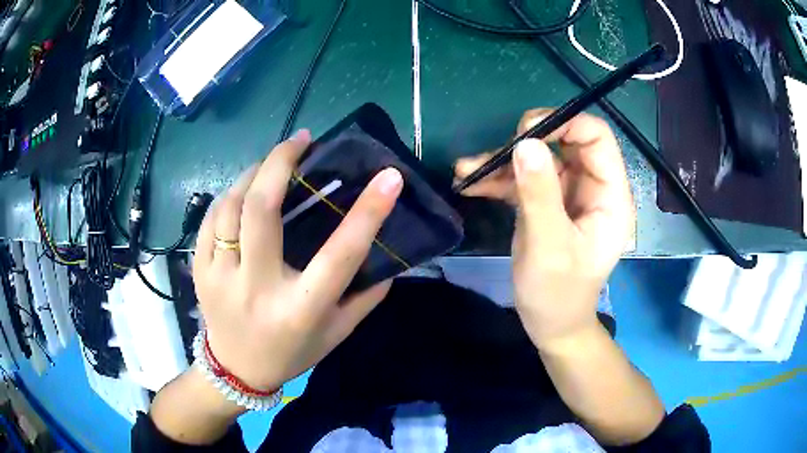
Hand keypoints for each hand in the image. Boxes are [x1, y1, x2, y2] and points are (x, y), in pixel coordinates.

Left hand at [193, 130, 403, 391]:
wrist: (235, 372)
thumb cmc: (290, 354)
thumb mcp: (336, 335)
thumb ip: (365, 299)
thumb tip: (390, 259)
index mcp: (300, 309)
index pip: (339, 254)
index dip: (368, 212)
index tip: (388, 176)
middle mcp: (257, 289)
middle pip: (261, 210)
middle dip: (280, 163)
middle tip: (300, 140)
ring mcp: (220, 278)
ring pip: (230, 207)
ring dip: (253, 175)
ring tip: (272, 162)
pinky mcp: (199, 271)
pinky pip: (211, 220)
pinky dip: (229, 197)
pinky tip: (243, 191)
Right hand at [454, 110, 633, 348]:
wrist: (550, 325)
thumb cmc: (559, 295)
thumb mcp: (549, 248)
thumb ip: (540, 195)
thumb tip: (526, 143)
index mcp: (610, 195)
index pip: (595, 137)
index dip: (564, 123)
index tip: (526, 131)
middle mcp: (592, 187)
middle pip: (564, 140)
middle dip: (527, 141)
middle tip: (495, 154)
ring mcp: (568, 194)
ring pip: (539, 158)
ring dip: (503, 161)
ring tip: (466, 171)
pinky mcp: (547, 202)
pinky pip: (524, 178)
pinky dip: (497, 178)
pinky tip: (469, 183)